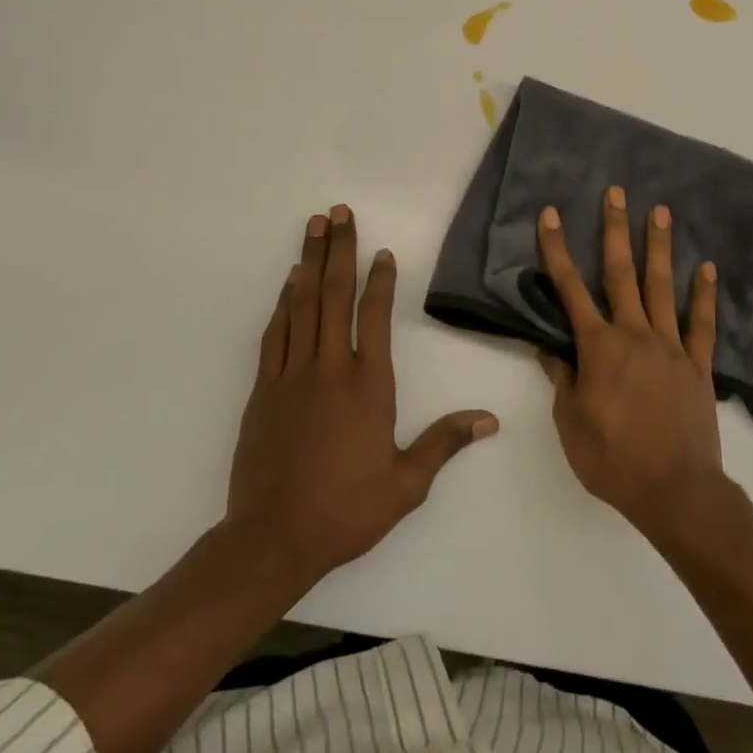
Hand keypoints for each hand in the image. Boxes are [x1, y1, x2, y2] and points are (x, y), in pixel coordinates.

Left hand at [227, 206, 497, 585]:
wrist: (272, 538)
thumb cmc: (346, 510)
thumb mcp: (406, 483)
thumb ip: (444, 442)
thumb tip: (490, 420)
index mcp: (368, 385)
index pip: (376, 317)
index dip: (380, 280)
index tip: (382, 252)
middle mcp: (330, 368)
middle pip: (334, 295)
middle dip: (339, 249)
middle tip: (339, 213)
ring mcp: (292, 375)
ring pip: (302, 305)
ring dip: (309, 262)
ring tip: (313, 227)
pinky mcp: (263, 389)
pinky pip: (275, 333)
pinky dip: (283, 302)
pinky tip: (289, 282)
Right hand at [535, 186, 726, 538]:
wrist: (675, 491)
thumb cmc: (613, 460)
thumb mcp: (571, 424)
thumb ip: (561, 380)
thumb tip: (548, 347)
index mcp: (598, 347)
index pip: (570, 290)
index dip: (558, 251)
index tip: (552, 216)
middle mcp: (634, 334)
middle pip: (620, 273)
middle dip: (615, 229)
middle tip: (617, 192)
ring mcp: (670, 346)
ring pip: (662, 286)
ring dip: (658, 247)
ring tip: (660, 211)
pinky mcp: (697, 365)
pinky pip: (701, 323)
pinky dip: (704, 294)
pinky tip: (706, 267)